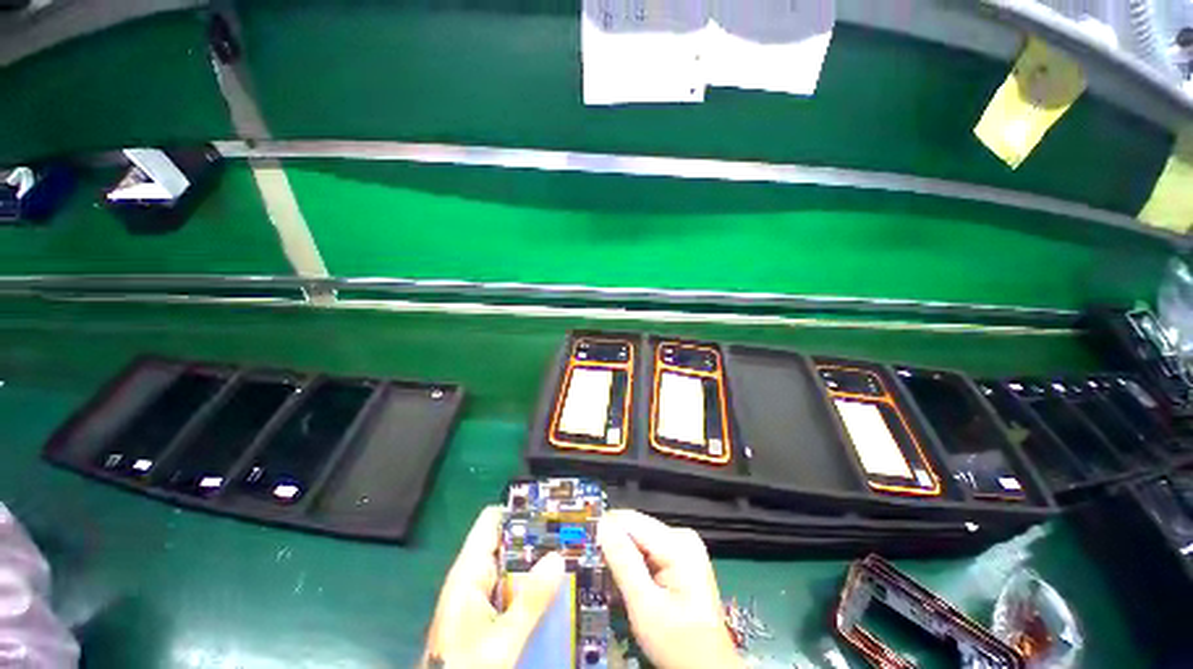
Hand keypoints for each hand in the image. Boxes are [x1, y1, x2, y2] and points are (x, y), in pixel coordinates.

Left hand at [423, 506, 565, 668]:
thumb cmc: (465, 668)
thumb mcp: (501, 641)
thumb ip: (529, 600)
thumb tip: (558, 556)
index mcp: (469, 572)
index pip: (492, 521)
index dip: (519, 509)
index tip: (551, 507)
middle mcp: (473, 576)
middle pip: (507, 541)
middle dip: (537, 537)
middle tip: (571, 534)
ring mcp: (479, 595)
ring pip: (512, 566)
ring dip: (537, 562)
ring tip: (571, 556)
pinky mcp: (485, 612)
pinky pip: (512, 587)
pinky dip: (531, 584)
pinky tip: (555, 589)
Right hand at [598, 510, 742, 668]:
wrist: (708, 668)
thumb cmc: (678, 643)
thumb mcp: (645, 606)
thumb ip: (623, 562)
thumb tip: (602, 526)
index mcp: (678, 543)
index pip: (630, 520)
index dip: (605, 531)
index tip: (585, 549)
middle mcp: (682, 536)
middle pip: (635, 528)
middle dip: (615, 546)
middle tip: (599, 572)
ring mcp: (683, 545)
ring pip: (639, 538)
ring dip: (624, 556)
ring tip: (612, 581)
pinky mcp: (681, 557)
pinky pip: (649, 549)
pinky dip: (635, 563)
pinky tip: (630, 582)